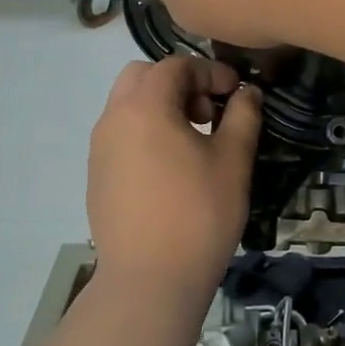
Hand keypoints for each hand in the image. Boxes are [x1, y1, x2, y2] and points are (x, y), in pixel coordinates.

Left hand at [86, 56, 263, 299]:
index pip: (176, 66)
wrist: (149, 280)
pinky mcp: (97, 177)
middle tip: (208, 113)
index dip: (211, 71)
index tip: (236, 92)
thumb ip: (242, 117)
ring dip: (160, 107)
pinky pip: (121, 136)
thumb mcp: (233, 161)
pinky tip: (171, 169)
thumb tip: (247, 93)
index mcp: (145, 107)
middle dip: (178, 83)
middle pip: (142, 77)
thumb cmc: (198, 213)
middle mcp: (114, 119)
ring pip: (127, 106)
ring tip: (193, 141)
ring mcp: (99, 149)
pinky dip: (145, 133)